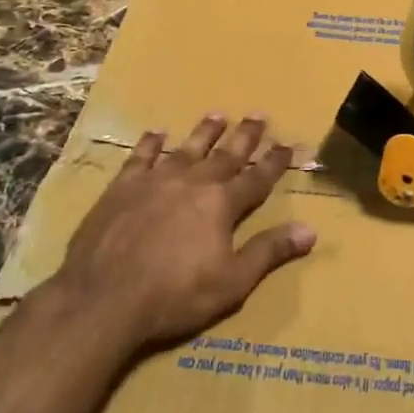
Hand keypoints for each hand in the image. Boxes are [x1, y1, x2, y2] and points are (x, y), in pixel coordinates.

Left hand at [50, 114, 315, 348]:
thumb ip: (269, 252)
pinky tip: (157, 132)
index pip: (257, 178)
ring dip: (205, 132)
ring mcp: (156, 180)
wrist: (103, 298)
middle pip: (226, 155)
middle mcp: (193, 182)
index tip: (288, 144)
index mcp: (222, 204)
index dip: (274, 162)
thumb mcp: (232, 282)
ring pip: (187, 148)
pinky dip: (151, 143)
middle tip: (259, 114)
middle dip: (245, 136)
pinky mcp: (123, 187)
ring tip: (218, 115)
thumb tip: (310, 231)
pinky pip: (141, 156)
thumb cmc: (174, 294)